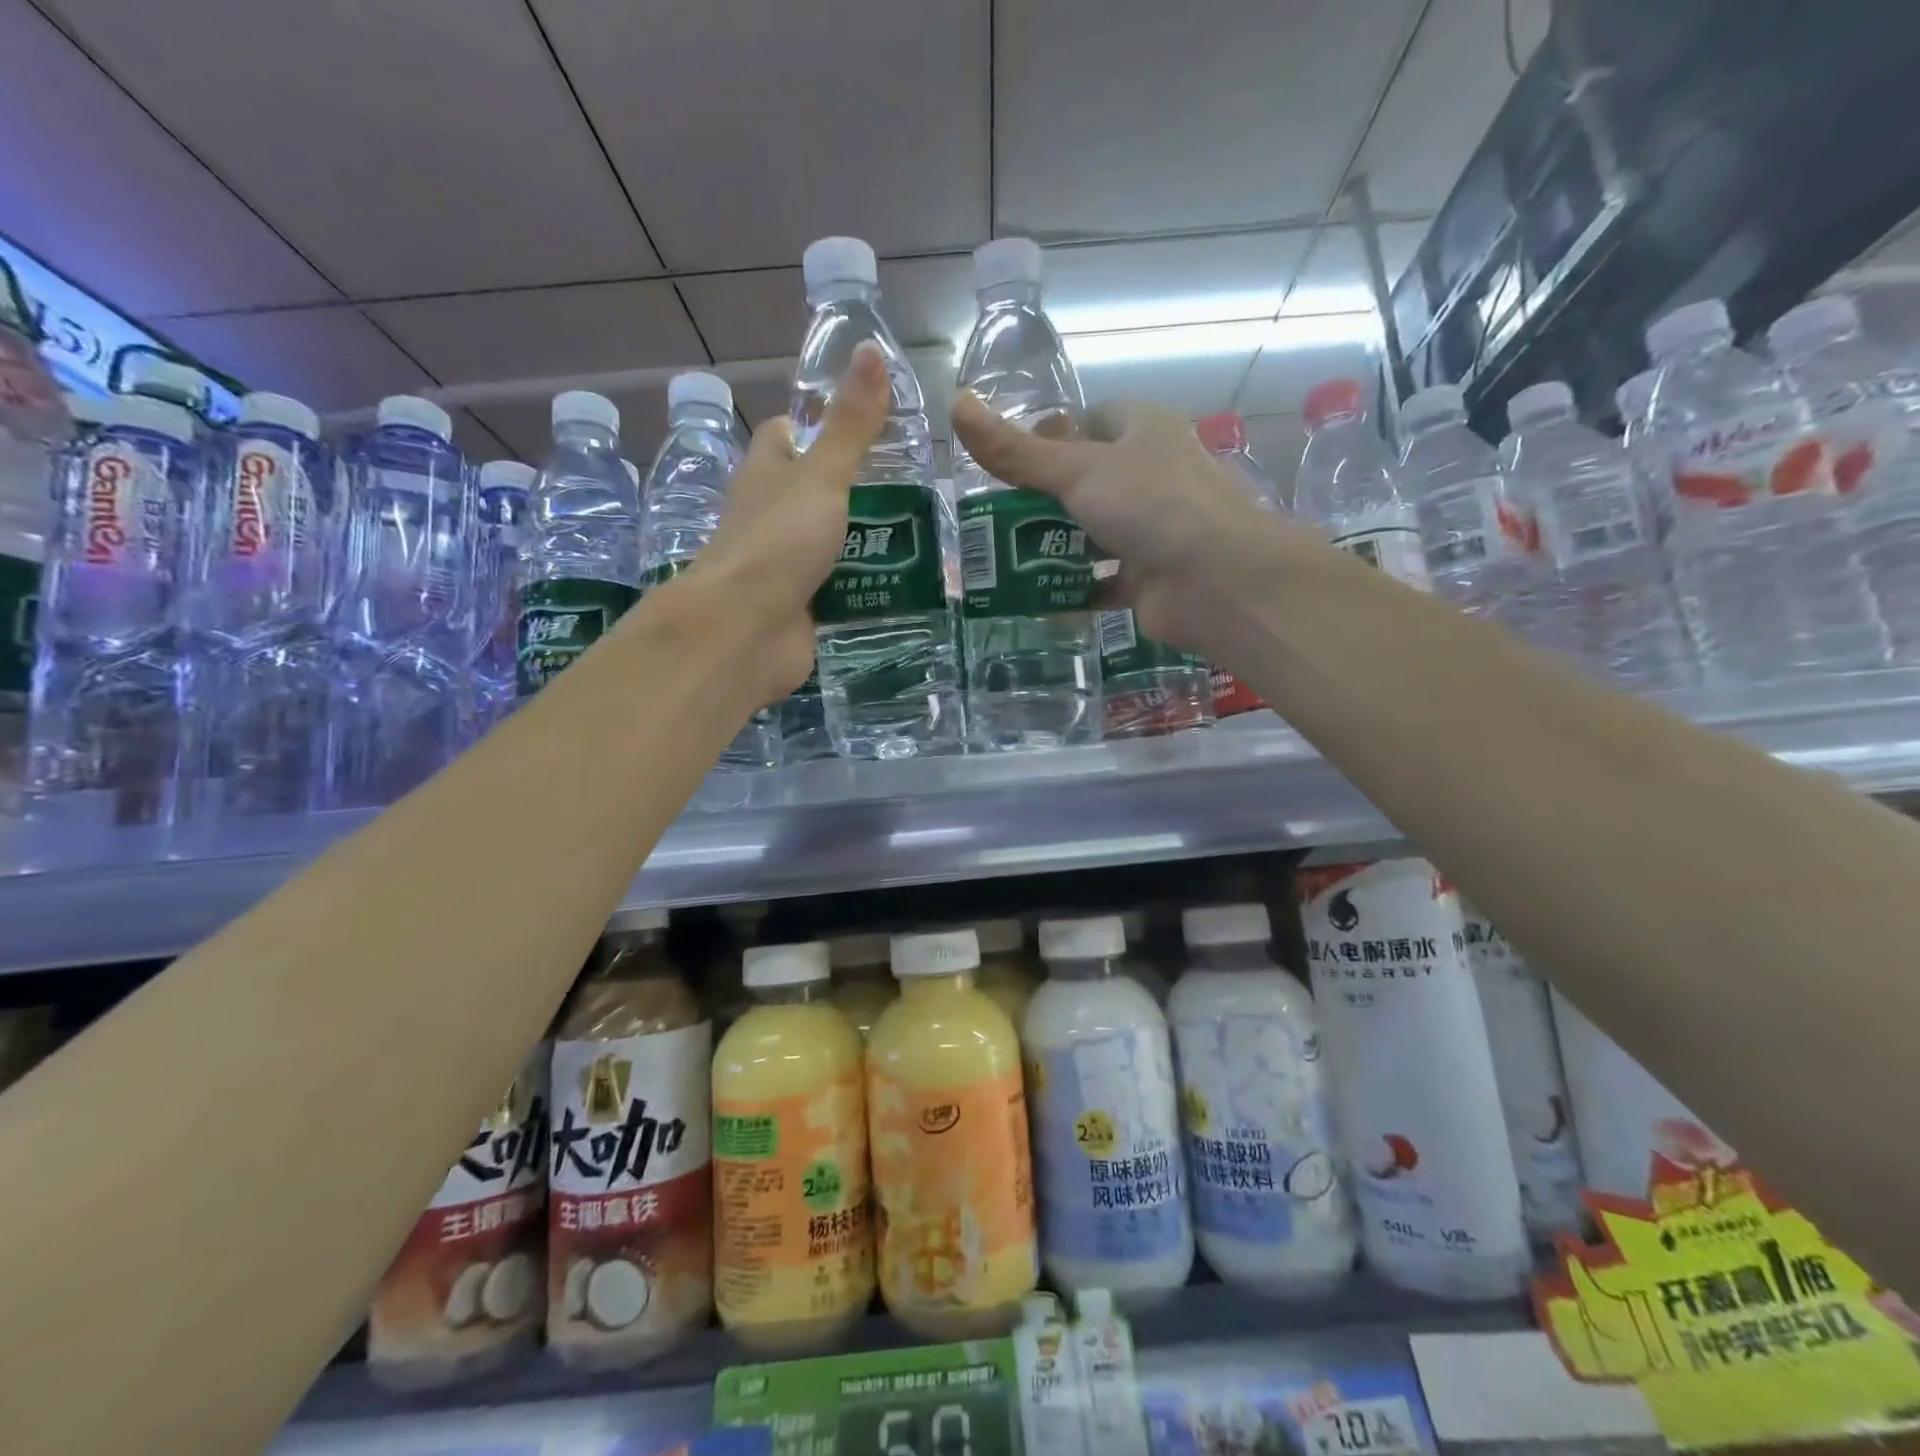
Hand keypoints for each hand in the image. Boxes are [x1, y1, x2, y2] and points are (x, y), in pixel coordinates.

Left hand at [677, 342, 889, 703]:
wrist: (747, 630)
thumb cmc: (778, 541)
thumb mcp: (821, 476)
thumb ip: (850, 425)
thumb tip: (871, 348)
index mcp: (766, 476)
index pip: (784, 438)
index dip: (813, 426)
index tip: (858, 423)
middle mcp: (771, 518)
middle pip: (810, 493)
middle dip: (853, 490)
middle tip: (912, 486)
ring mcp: (785, 567)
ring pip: (829, 545)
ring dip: (865, 542)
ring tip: (922, 534)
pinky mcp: (802, 609)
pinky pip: (839, 591)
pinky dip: (865, 588)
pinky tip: (903, 584)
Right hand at [950, 393, 1297, 654]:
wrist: (1216, 581)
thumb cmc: (1151, 505)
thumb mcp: (1076, 470)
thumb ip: (1015, 451)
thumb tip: (956, 404)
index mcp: (1144, 431)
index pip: (1094, 420)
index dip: (1054, 435)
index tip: (1014, 461)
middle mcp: (1151, 476)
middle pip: (1088, 480)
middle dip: (1043, 499)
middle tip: (995, 517)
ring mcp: (1152, 530)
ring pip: (1092, 533)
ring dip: (1053, 546)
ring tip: (1002, 558)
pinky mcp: (1147, 579)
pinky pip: (1100, 580)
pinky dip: (1071, 588)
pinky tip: (1034, 597)